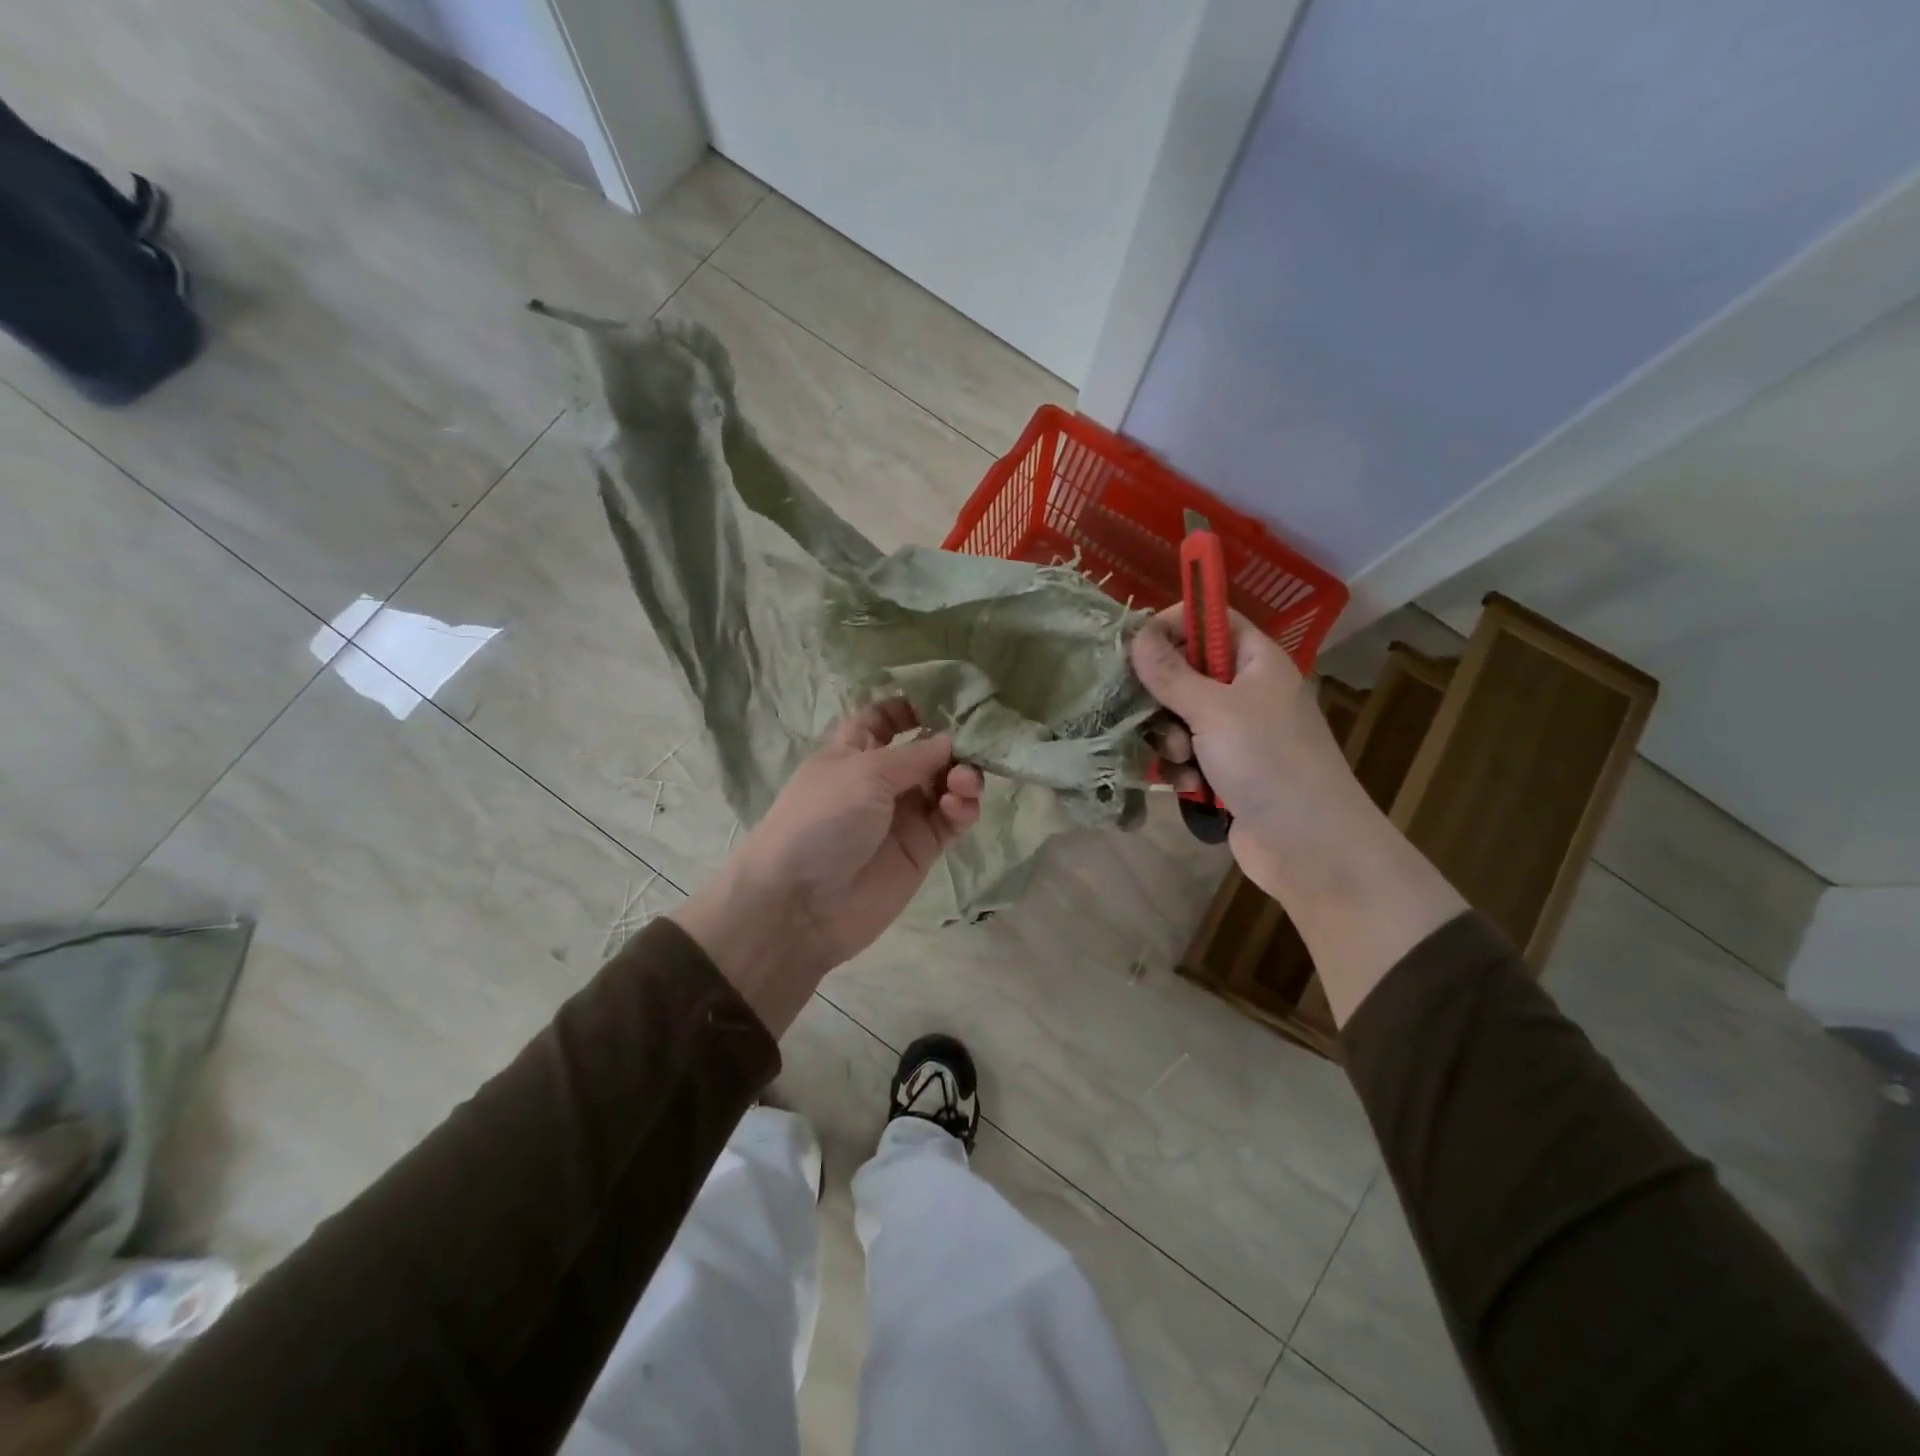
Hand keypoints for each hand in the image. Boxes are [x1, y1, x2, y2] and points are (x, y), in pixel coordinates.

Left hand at [673, 701, 983, 1033]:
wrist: (801, 904)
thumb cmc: (822, 821)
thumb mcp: (864, 773)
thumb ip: (914, 755)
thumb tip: (951, 739)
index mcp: (855, 750)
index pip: (885, 718)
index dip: (913, 707)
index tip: (949, 700)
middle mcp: (882, 778)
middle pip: (927, 750)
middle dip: (953, 744)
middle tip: (972, 748)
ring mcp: (903, 814)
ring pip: (946, 783)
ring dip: (962, 776)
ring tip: (962, 784)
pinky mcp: (922, 848)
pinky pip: (952, 819)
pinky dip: (962, 808)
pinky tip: (958, 807)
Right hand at [1129, 607, 1374, 902]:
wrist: (1310, 846)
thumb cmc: (1268, 762)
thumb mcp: (1214, 710)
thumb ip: (1170, 673)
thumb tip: (1136, 634)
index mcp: (1257, 662)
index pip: (1211, 620)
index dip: (1173, 625)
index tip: (1135, 645)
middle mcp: (1246, 692)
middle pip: (1185, 672)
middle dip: (1165, 699)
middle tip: (1163, 717)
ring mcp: (1236, 734)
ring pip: (1178, 719)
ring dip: (1171, 741)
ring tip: (1186, 762)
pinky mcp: (1225, 771)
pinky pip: (1186, 756)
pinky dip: (1184, 771)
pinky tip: (1193, 789)